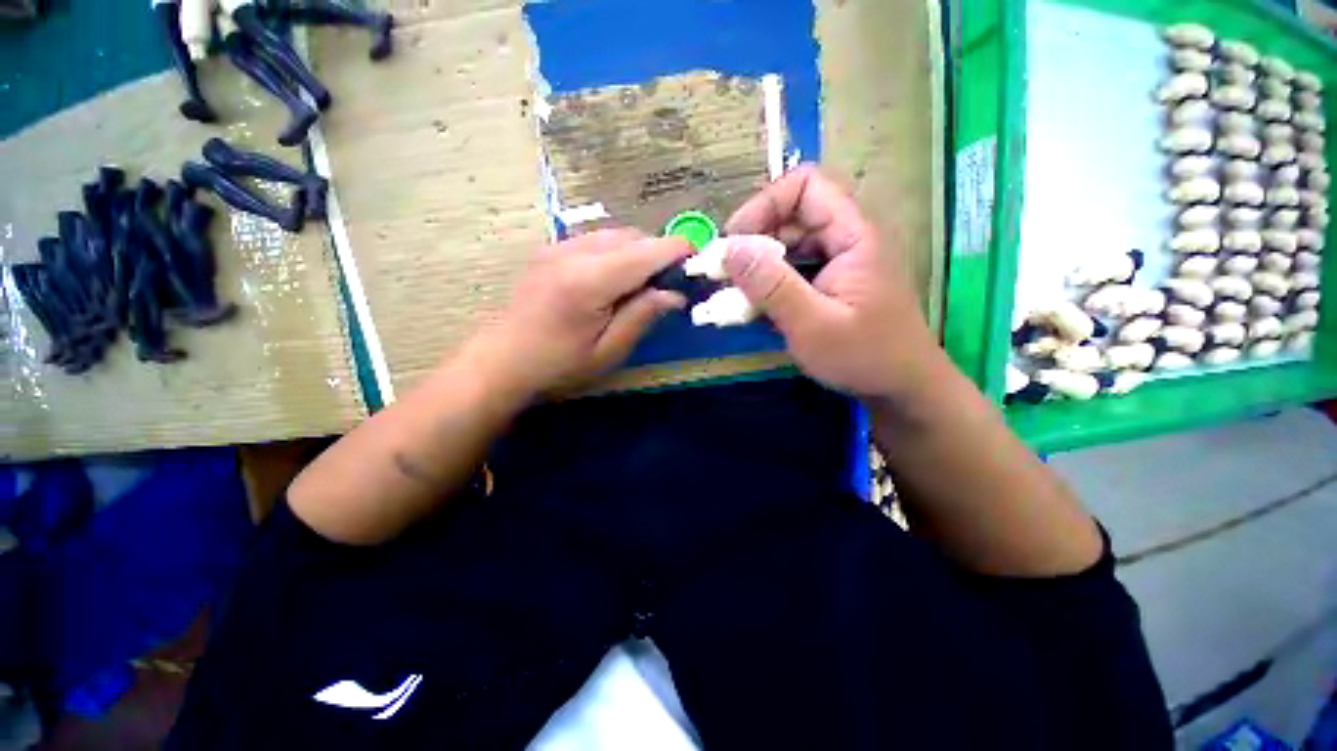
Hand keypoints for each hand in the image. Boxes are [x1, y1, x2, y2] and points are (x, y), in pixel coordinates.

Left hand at [458, 229, 692, 400]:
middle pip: (631, 236)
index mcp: (589, 281)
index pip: (645, 252)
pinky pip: (595, 240)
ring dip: (638, 251)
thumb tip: (674, 294)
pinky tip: (615, 277)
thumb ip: (642, 316)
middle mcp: (573, 253)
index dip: (677, 252)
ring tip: (645, 281)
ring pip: (614, 234)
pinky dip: (616, 251)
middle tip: (670, 282)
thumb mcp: (607, 351)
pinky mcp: (550, 250)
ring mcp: (557, 247)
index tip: (697, 262)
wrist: (501, 361)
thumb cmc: (557, 365)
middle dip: (658, 252)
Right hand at [723, 165, 941, 399]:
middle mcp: (847, 239)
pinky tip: (755, 308)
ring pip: (789, 245)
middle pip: (792, 215)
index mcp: (853, 235)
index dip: (764, 205)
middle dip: (754, 240)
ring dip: (758, 266)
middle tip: (725, 275)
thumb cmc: (865, 358)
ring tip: (734, 295)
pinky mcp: (831, 284)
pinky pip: (794, 271)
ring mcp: (839, 263)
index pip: (805, 186)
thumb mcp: (812, 325)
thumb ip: (772, 285)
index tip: (734, 243)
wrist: (903, 390)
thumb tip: (729, 249)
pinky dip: (770, 284)